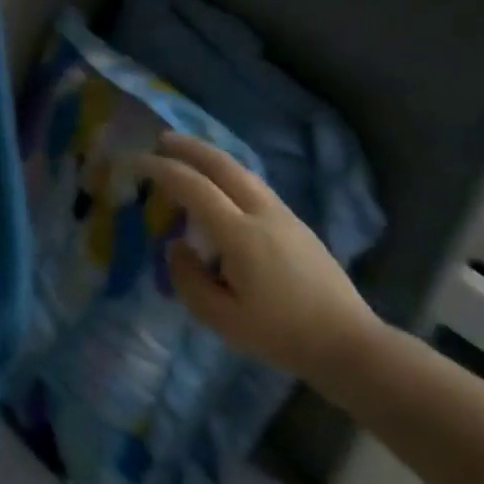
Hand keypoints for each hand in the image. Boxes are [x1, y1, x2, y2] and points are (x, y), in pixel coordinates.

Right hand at [138, 132, 379, 379]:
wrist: (347, 343)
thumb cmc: (280, 335)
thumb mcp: (220, 318)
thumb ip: (187, 280)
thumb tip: (177, 248)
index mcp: (241, 235)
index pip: (194, 188)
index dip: (162, 170)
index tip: (136, 162)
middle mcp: (263, 214)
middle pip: (223, 166)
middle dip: (190, 148)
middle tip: (161, 139)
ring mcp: (285, 216)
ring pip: (243, 172)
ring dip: (212, 158)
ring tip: (187, 156)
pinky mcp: (297, 225)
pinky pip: (255, 186)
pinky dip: (229, 174)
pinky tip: (220, 186)